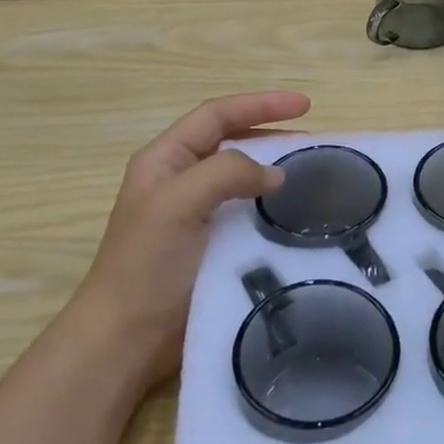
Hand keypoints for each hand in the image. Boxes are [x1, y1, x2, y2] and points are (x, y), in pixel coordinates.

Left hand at [64, 90, 310, 386]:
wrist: (127, 339)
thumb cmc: (146, 265)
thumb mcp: (177, 203)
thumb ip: (226, 173)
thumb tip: (275, 174)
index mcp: (165, 160)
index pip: (217, 115)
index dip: (260, 104)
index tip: (305, 106)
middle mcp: (181, 181)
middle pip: (232, 142)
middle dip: (272, 135)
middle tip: (316, 144)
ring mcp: (197, 216)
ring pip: (244, 180)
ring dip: (276, 173)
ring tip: (313, 176)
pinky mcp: (213, 248)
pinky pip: (250, 215)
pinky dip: (275, 209)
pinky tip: (297, 217)